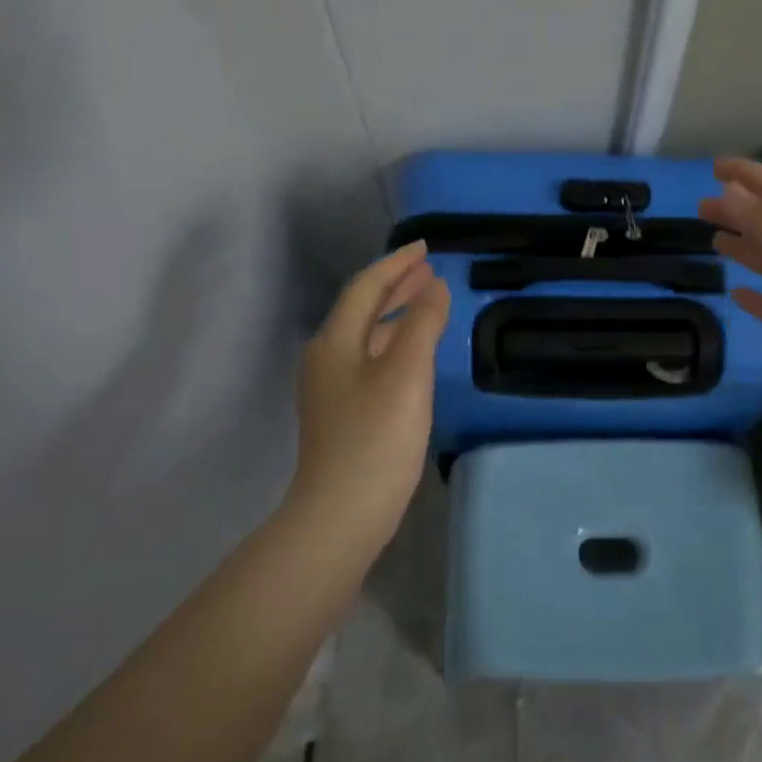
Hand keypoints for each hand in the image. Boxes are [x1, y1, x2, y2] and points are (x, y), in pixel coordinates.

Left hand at [286, 241, 451, 536]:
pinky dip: (394, 345)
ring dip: (396, 315)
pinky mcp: (342, 414)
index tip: (426, 247)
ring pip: (366, 337)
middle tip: (429, 270)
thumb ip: (422, 324)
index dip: (396, 264)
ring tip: (427, 303)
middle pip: (362, 309)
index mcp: (335, 342)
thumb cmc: (376, 439)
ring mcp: (331, 389)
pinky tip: (413, 355)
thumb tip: (434, 287)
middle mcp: (326, 358)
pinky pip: (370, 361)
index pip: (366, 288)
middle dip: (395, 286)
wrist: (342, 514)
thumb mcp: (406, 374)